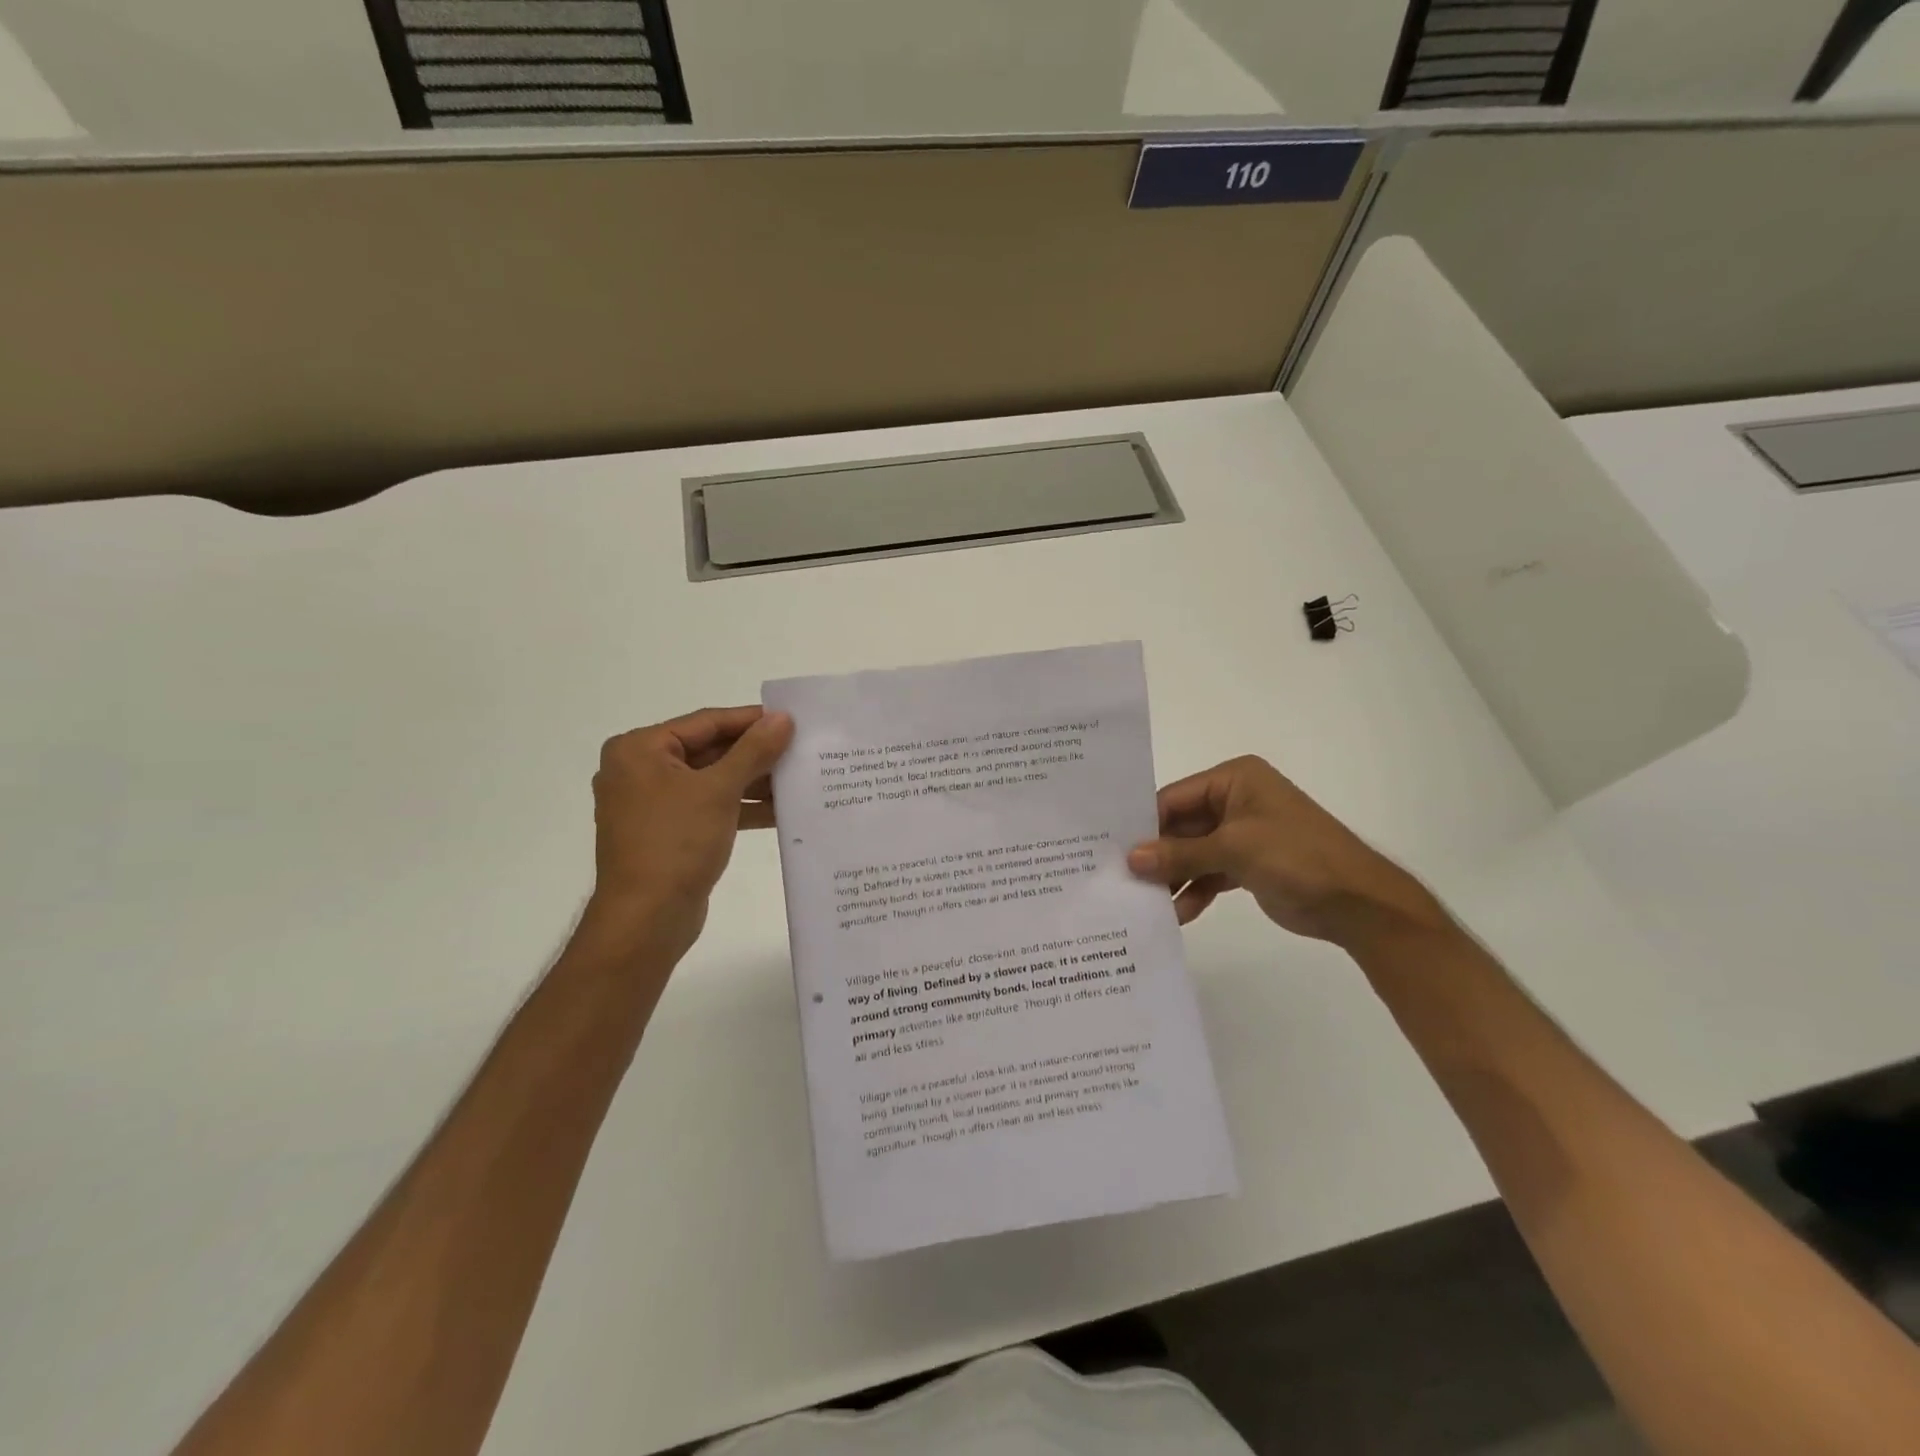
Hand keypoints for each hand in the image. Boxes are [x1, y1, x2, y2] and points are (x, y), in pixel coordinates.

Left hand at [583, 705, 793, 958]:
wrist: (646, 919)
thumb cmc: (676, 843)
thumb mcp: (719, 790)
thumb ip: (753, 750)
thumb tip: (783, 718)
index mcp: (640, 749)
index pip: (706, 722)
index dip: (751, 720)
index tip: (792, 720)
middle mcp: (639, 770)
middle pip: (709, 750)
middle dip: (755, 755)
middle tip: (800, 750)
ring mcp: (651, 804)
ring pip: (711, 781)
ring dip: (752, 783)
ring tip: (797, 780)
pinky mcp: (666, 833)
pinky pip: (708, 808)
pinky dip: (739, 808)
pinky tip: (778, 811)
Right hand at [1127, 756, 1445, 946]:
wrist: (1357, 903)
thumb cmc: (1296, 856)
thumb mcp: (1234, 849)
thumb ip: (1180, 854)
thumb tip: (1130, 859)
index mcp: (1234, 779)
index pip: (1175, 797)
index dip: (1145, 823)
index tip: (1113, 848)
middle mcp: (1235, 800)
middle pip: (1181, 826)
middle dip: (1157, 854)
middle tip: (1122, 878)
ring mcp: (1242, 834)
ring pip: (1193, 852)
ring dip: (1174, 876)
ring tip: (1146, 901)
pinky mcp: (1248, 864)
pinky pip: (1210, 873)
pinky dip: (1195, 890)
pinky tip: (1178, 913)